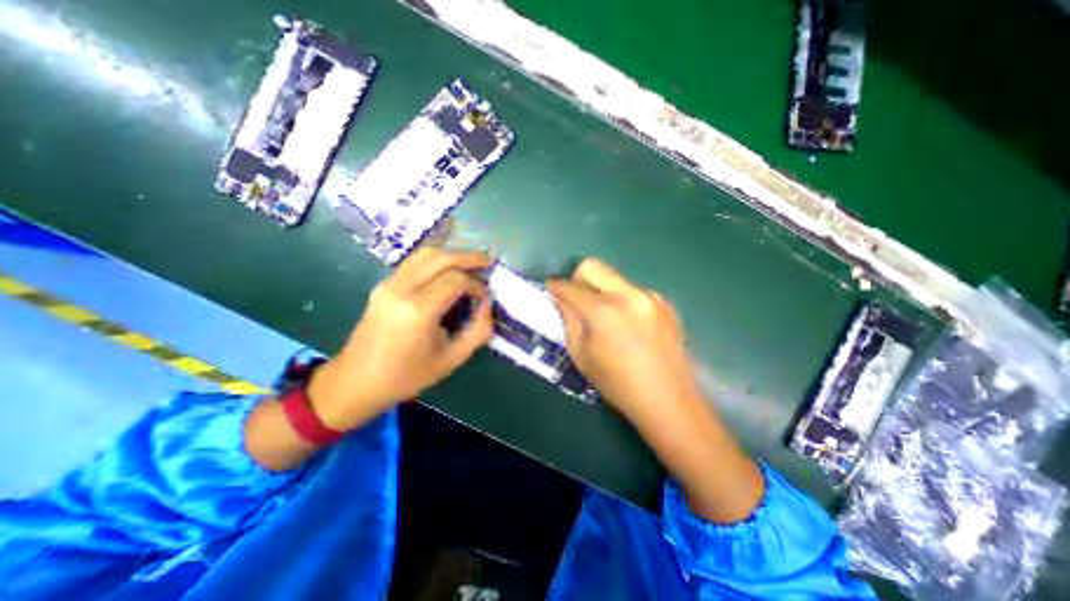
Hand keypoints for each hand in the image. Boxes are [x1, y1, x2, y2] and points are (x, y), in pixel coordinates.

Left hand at [308, 249, 494, 431]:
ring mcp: (389, 284)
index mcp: (419, 310)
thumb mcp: (450, 360)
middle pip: (441, 257)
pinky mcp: (383, 285)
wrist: (355, 382)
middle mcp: (402, 289)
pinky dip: (436, 260)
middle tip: (488, 262)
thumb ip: (477, 332)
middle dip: (469, 257)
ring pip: (426, 254)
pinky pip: (415, 262)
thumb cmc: (406, 376)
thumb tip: (487, 308)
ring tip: (471, 263)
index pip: (456, 280)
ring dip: (452, 255)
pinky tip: (448, 270)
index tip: (485, 298)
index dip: (477, 285)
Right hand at [551, 258, 704, 421]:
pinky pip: (633, 291)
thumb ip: (569, 321)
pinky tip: (628, 324)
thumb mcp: (582, 356)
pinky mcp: (665, 303)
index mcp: (604, 311)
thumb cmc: (618, 384)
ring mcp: (650, 296)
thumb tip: (562, 299)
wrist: (668, 400)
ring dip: (602, 290)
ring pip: (614, 278)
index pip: (571, 287)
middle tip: (575, 299)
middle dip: (577, 278)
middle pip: (593, 266)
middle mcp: (628, 294)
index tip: (550, 289)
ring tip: (605, 317)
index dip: (555, 286)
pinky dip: (622, 300)